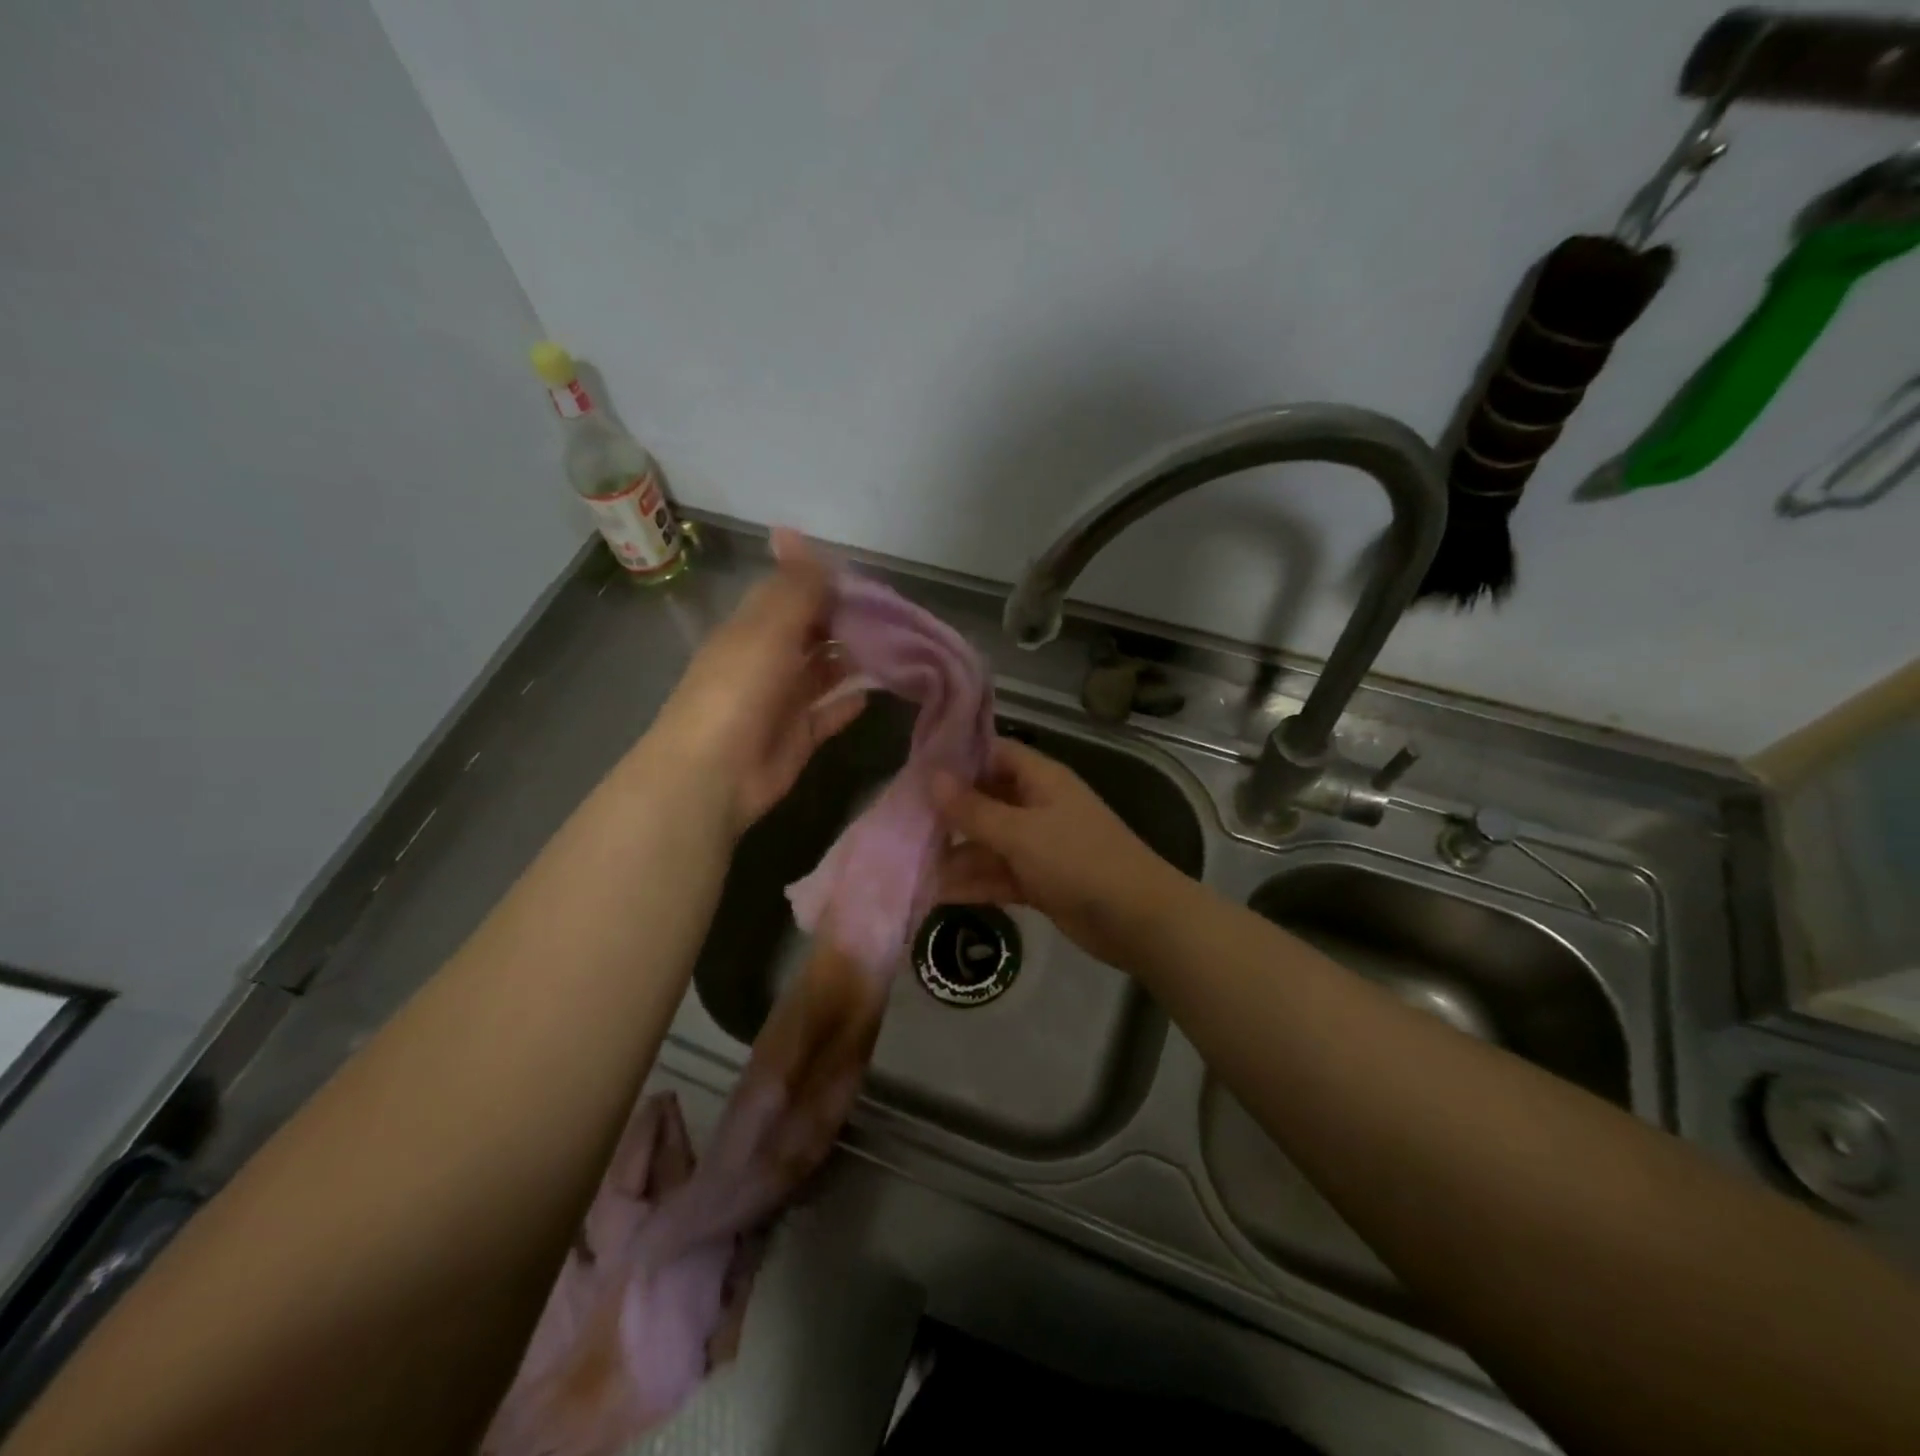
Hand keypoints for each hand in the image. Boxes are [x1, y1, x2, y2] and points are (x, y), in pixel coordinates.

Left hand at [646, 529, 865, 835]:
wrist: (714, 773)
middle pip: (809, 633)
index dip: (824, 585)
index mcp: (752, 629)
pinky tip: (874, 693)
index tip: (868, 582)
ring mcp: (781, 701)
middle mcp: (766, 660)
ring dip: (849, 660)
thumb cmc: (740, 689)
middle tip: (893, 617)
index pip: (791, 596)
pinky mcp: (797, 737)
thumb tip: (792, 531)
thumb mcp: (768, 627)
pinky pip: (827, 714)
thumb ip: (792, 586)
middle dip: (844, 622)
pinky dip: (847, 703)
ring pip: (820, 672)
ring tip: (892, 649)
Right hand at [931, 738, 1189, 970]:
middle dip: (947, 813)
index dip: (956, 758)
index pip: (992, 753)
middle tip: (899, 821)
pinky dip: (972, 883)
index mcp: (1040, 779)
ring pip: (987, 843)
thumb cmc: (1079, 860)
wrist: (1137, 920)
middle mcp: (1036, 806)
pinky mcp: (1037, 881)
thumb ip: (974, 809)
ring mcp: (1037, 846)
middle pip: (984, 800)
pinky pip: (997, 875)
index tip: (914, 768)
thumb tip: (932, 777)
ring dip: (954, 854)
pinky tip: (935, 892)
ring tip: (908, 864)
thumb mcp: (1021, 833)